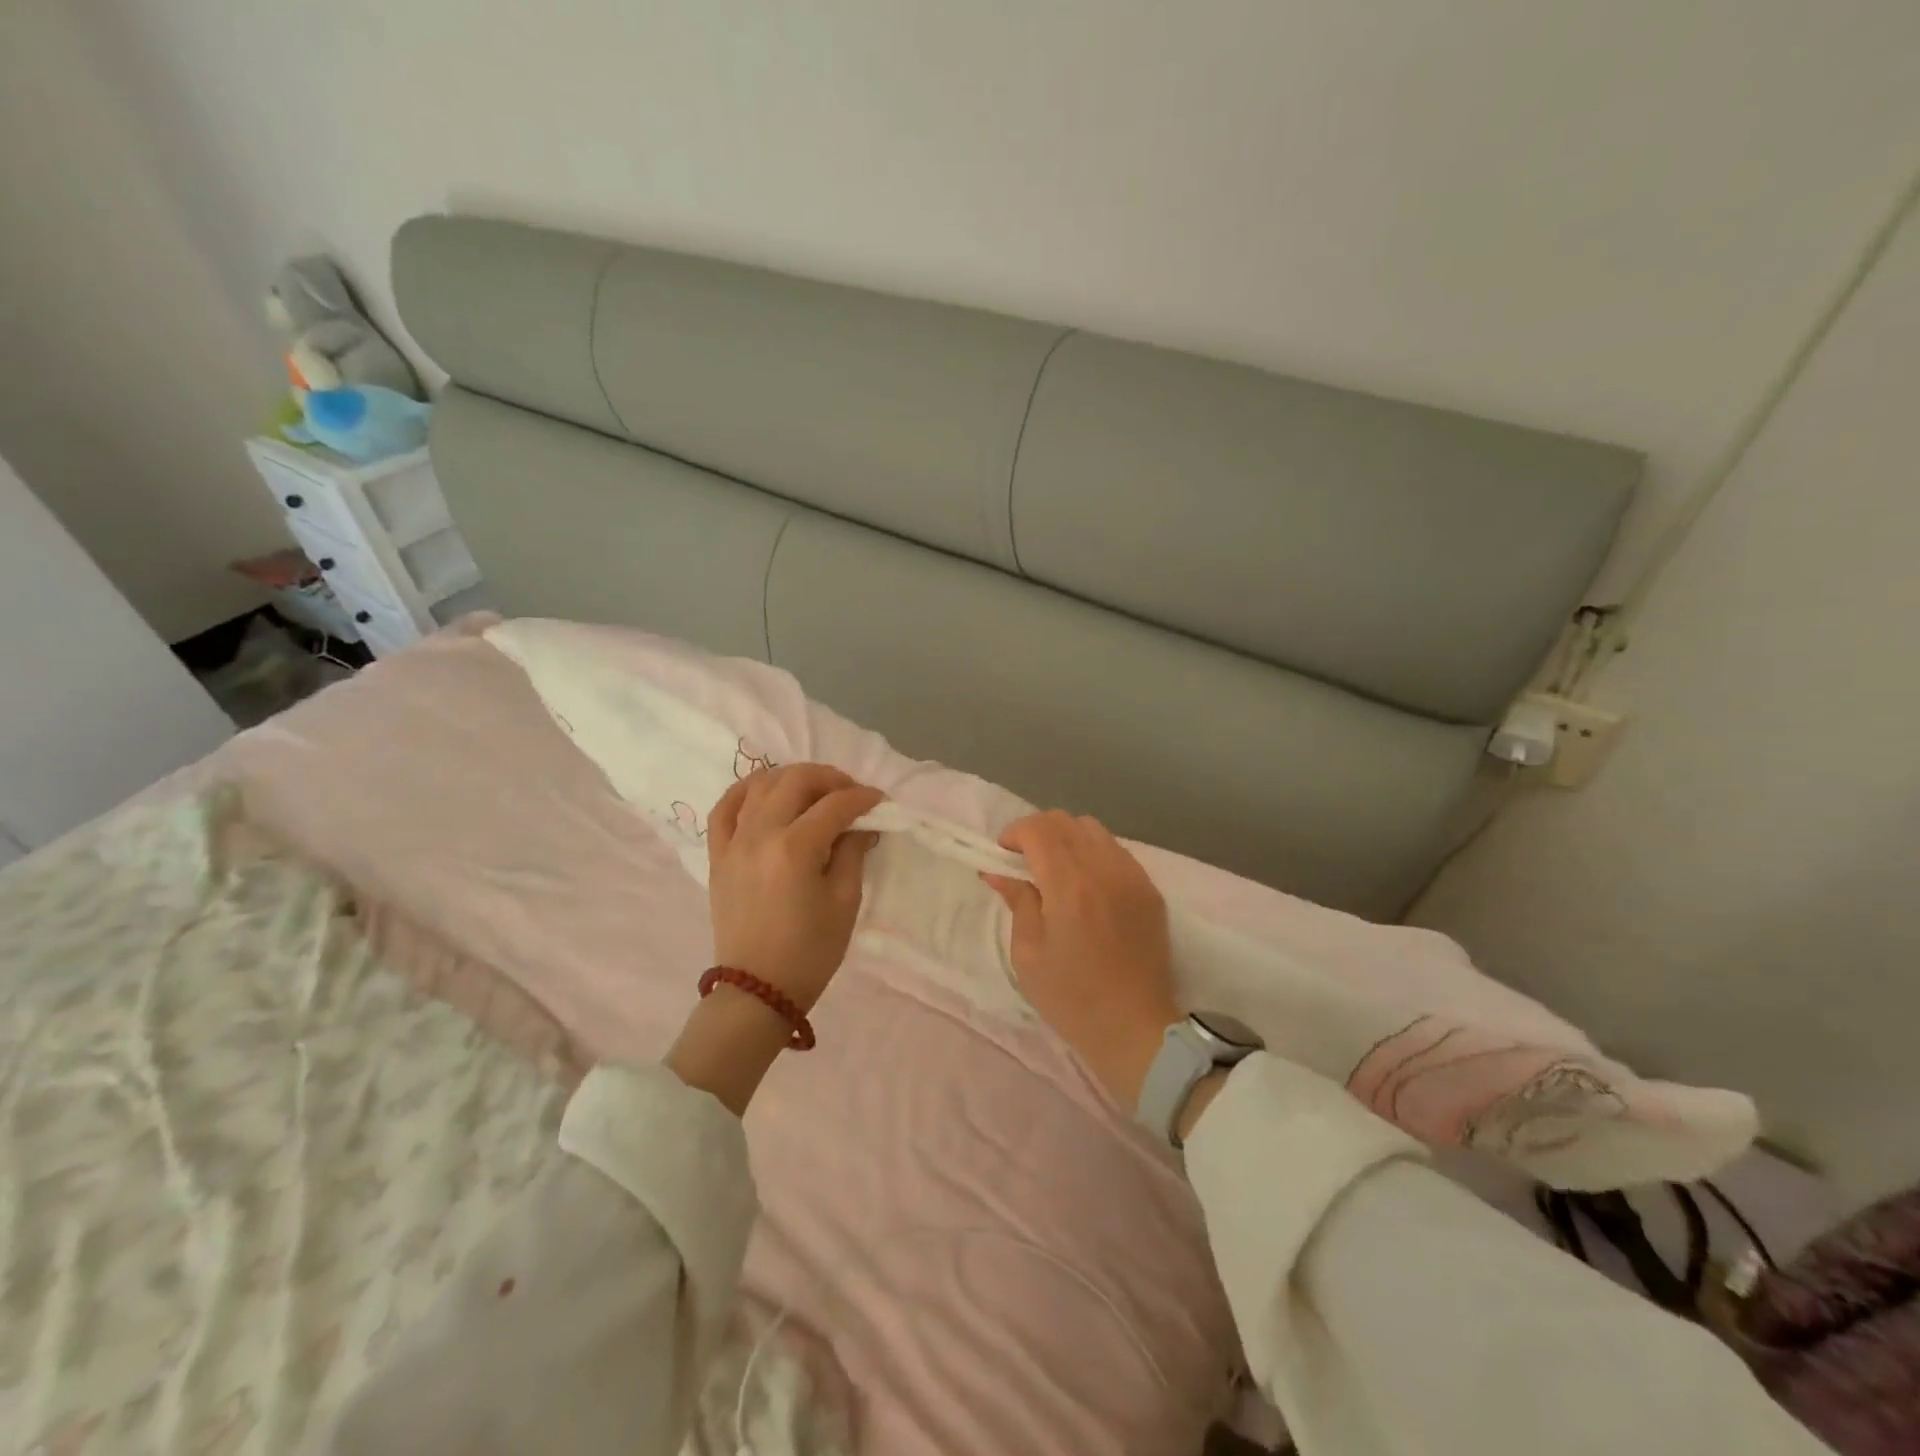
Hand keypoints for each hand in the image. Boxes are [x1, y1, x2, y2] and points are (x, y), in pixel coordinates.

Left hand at [668, 764, 881, 1115]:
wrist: (758, 990)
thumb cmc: (810, 951)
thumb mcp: (845, 902)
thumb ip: (853, 852)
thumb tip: (862, 823)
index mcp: (796, 848)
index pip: (835, 805)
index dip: (863, 798)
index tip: (881, 802)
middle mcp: (760, 834)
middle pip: (796, 781)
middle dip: (830, 779)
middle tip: (851, 794)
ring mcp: (734, 842)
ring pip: (760, 785)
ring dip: (792, 778)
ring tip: (814, 792)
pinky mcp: (718, 855)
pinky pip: (725, 808)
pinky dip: (745, 791)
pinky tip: (764, 791)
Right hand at [982, 811, 1179, 1105]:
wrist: (1136, 1029)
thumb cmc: (1072, 998)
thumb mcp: (1028, 954)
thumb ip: (1017, 902)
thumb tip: (998, 872)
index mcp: (1069, 885)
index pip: (1039, 829)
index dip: (1014, 833)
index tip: (1002, 854)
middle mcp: (1104, 869)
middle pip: (1066, 821)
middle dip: (1038, 831)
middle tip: (1024, 861)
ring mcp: (1133, 877)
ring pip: (1094, 830)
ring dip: (1067, 839)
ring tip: (1056, 870)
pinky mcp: (1150, 890)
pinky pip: (1117, 851)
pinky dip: (1094, 853)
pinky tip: (1086, 884)